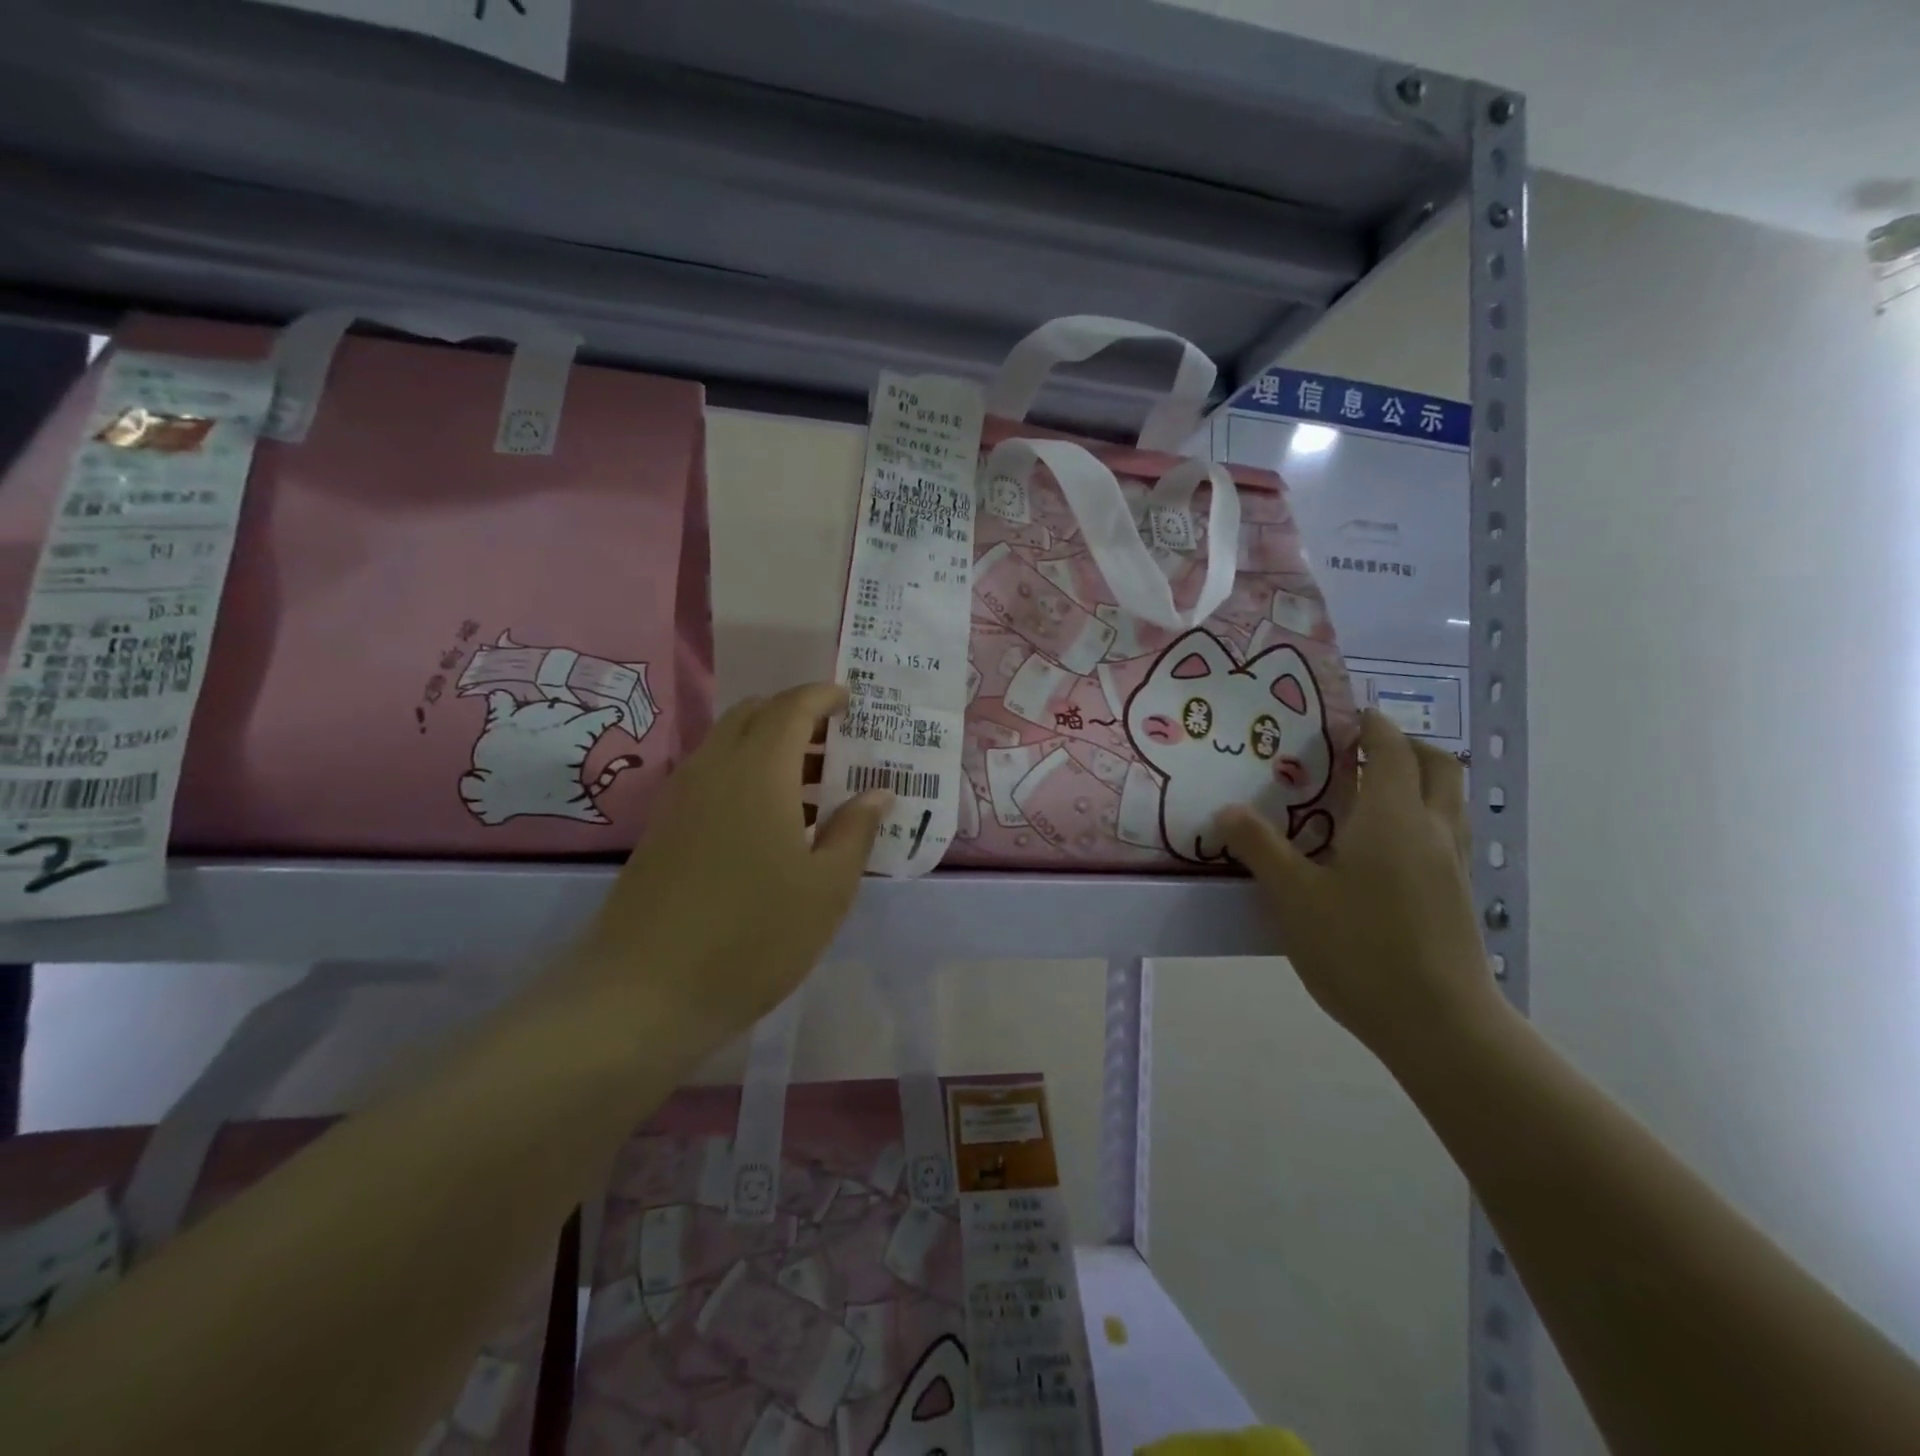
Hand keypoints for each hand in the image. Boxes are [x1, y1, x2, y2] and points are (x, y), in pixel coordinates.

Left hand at [567, 683, 889, 1048]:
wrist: (645, 992)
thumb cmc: (753, 936)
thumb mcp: (826, 888)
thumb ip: (855, 831)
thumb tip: (877, 792)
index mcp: (758, 771)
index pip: (792, 707)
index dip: (823, 696)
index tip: (851, 702)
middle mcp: (714, 769)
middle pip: (753, 715)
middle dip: (795, 715)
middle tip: (835, 741)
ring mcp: (681, 798)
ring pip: (728, 744)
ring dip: (769, 745)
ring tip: (812, 783)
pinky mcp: (663, 828)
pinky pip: (711, 776)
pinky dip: (746, 773)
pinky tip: (770, 820)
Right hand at [1218, 710, 1505, 1067]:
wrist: (1440, 1026)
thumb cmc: (1360, 950)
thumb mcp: (1293, 897)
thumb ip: (1259, 847)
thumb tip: (1228, 810)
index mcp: (1391, 817)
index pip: (1390, 746)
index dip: (1368, 724)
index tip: (1339, 718)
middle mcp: (1431, 828)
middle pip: (1437, 764)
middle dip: (1403, 745)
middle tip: (1358, 753)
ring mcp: (1452, 863)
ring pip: (1449, 799)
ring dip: (1419, 780)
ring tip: (1368, 796)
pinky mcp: (1458, 895)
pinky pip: (1445, 833)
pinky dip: (1421, 818)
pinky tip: (1382, 851)